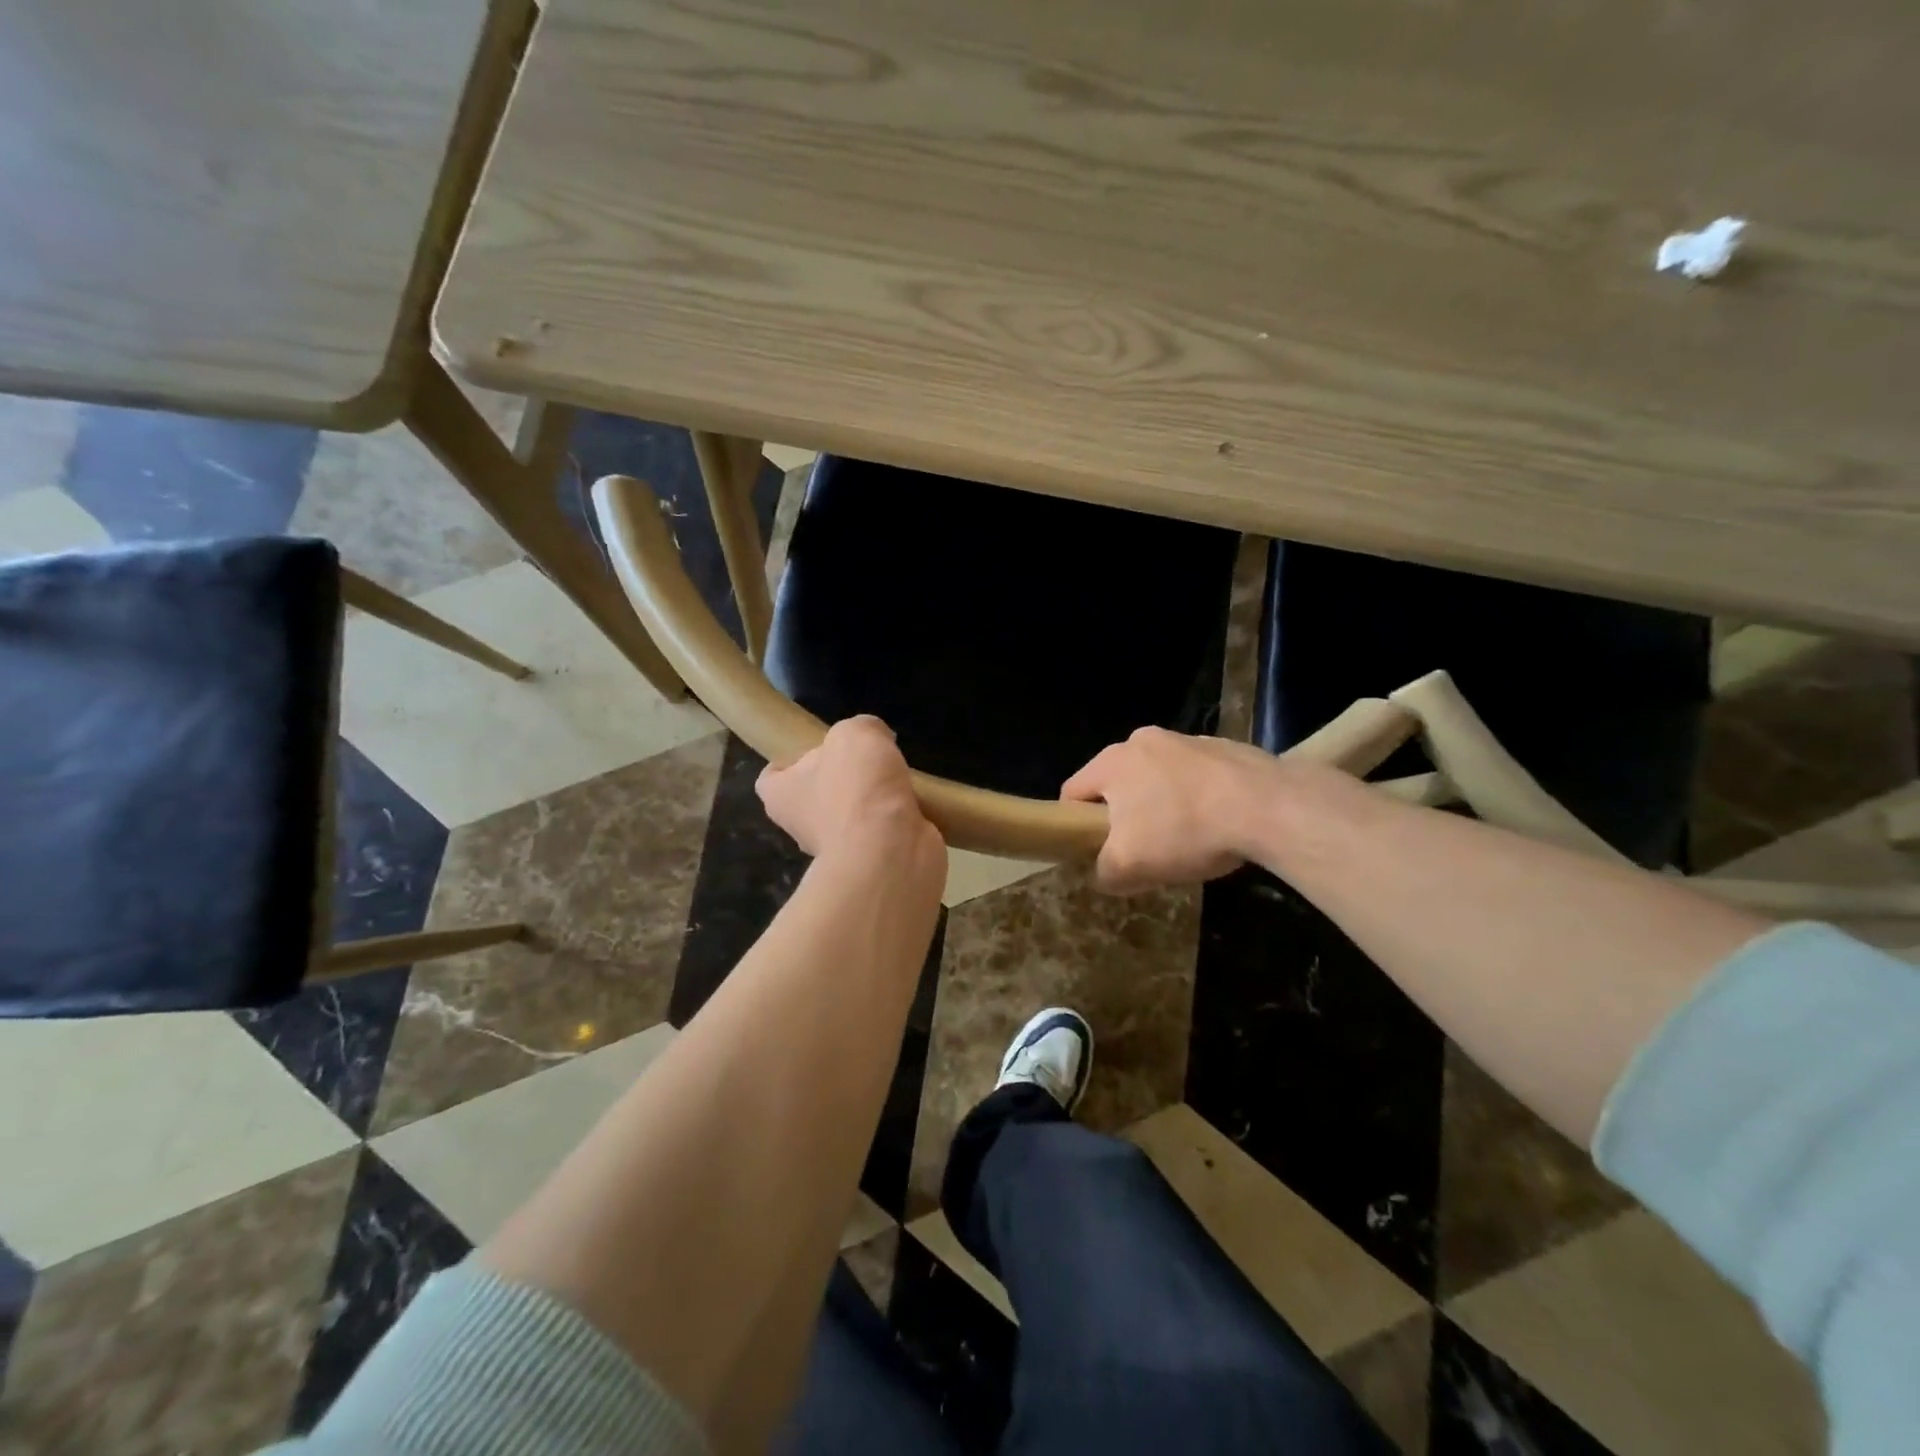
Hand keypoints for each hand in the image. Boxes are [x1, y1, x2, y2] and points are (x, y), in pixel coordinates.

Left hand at [757, 716, 943, 867]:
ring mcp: (839, 848)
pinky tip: (915, 803)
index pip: (771, 778)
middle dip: (840, 778)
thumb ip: (862, 728)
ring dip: (873, 799)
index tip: (815, 750)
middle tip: (867, 759)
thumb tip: (875, 741)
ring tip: (898, 778)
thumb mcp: (856, 734)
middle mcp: (804, 825)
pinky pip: (882, 831)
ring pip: (852, 814)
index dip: (788, 763)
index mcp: (782, 795)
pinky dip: (897, 819)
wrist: (891, 851)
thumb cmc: (857, 789)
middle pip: (816, 794)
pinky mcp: (874, 860)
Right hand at [1062, 729, 1282, 893]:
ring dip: (1163, 806)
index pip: (1072, 792)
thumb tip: (1106, 872)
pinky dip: (1198, 799)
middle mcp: (1143, 740)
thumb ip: (1105, 872)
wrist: (1267, 806)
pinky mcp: (1224, 747)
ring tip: (1187, 840)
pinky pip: (1195, 777)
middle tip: (1142, 849)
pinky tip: (1218, 825)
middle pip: (1117, 784)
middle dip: (1124, 816)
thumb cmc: (1183, 830)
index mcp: (1112, 761)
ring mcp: (1186, 740)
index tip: (1094, 850)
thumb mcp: (1129, 866)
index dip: (1075, 824)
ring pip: (1158, 779)